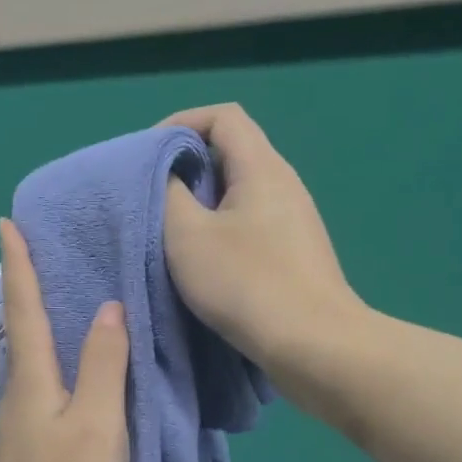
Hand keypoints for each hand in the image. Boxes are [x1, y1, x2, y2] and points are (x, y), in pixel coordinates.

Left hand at [0, 219, 129, 461]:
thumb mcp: (98, 423)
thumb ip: (105, 364)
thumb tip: (109, 309)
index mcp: (32, 379)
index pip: (23, 308)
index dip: (18, 265)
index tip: (6, 223)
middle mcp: (19, 393)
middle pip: (25, 330)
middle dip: (31, 287)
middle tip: (51, 252)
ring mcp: (22, 423)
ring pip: (37, 361)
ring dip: (48, 325)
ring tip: (76, 300)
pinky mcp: (32, 447)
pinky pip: (48, 388)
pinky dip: (62, 363)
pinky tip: (83, 369)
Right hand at [160, 104, 363, 378]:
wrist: (313, 345)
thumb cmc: (246, 284)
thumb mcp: (187, 236)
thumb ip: (168, 194)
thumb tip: (167, 176)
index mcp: (262, 168)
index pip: (223, 117)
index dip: (181, 123)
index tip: (147, 156)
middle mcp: (285, 184)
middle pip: (232, 152)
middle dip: (187, 166)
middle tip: (152, 196)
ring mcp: (295, 221)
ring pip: (240, 193)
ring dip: (202, 203)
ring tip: (171, 232)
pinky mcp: (295, 254)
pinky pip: (250, 224)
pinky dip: (220, 230)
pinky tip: (204, 262)